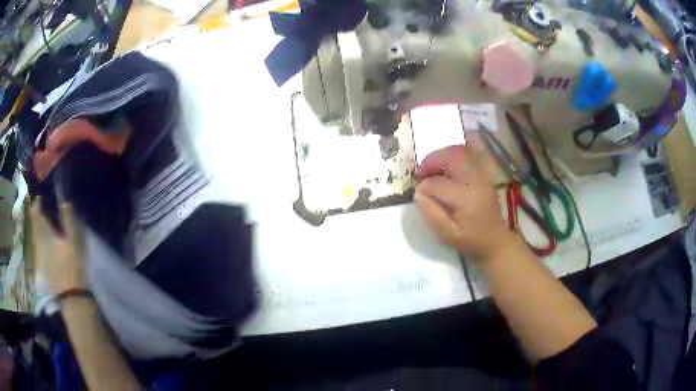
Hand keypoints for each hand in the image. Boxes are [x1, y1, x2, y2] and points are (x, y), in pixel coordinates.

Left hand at [30, 200, 86, 293]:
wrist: (72, 296)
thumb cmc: (73, 265)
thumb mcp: (74, 240)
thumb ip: (68, 217)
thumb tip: (63, 196)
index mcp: (44, 233)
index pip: (36, 211)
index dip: (38, 199)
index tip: (42, 192)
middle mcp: (38, 241)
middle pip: (34, 221)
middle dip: (37, 211)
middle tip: (42, 203)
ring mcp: (39, 254)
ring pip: (35, 232)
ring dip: (38, 223)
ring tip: (44, 218)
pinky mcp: (43, 264)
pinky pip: (38, 243)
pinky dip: (40, 236)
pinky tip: (46, 237)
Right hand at [415, 142, 513, 261]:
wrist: (494, 240)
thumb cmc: (470, 240)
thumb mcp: (447, 234)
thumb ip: (431, 212)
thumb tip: (419, 192)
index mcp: (465, 197)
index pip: (437, 183)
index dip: (424, 187)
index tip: (418, 194)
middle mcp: (475, 180)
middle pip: (451, 157)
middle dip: (432, 161)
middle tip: (421, 172)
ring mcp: (481, 175)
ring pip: (460, 152)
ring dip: (442, 156)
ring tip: (432, 168)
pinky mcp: (484, 174)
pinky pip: (469, 155)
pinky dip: (454, 155)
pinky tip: (447, 166)